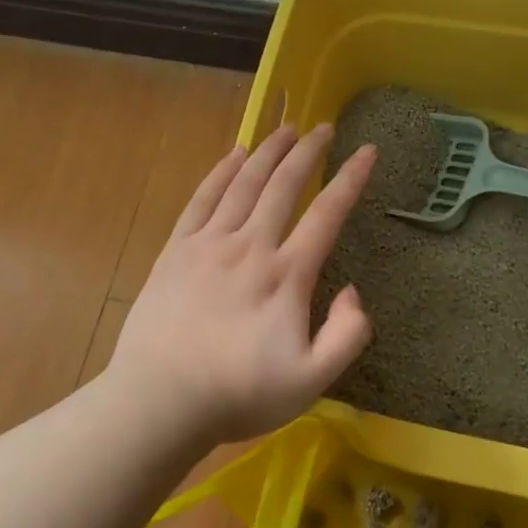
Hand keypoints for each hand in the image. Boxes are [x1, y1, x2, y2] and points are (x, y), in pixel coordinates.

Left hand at [107, 123, 376, 441]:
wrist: (160, 400)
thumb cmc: (238, 394)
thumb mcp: (311, 380)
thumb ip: (346, 335)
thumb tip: (352, 291)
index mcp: (286, 275)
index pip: (327, 214)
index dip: (351, 179)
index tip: (368, 150)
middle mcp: (250, 246)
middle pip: (284, 186)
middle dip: (307, 152)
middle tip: (323, 126)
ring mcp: (209, 244)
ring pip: (244, 184)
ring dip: (267, 152)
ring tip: (284, 127)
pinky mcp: (176, 251)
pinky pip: (202, 199)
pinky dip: (220, 172)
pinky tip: (233, 154)